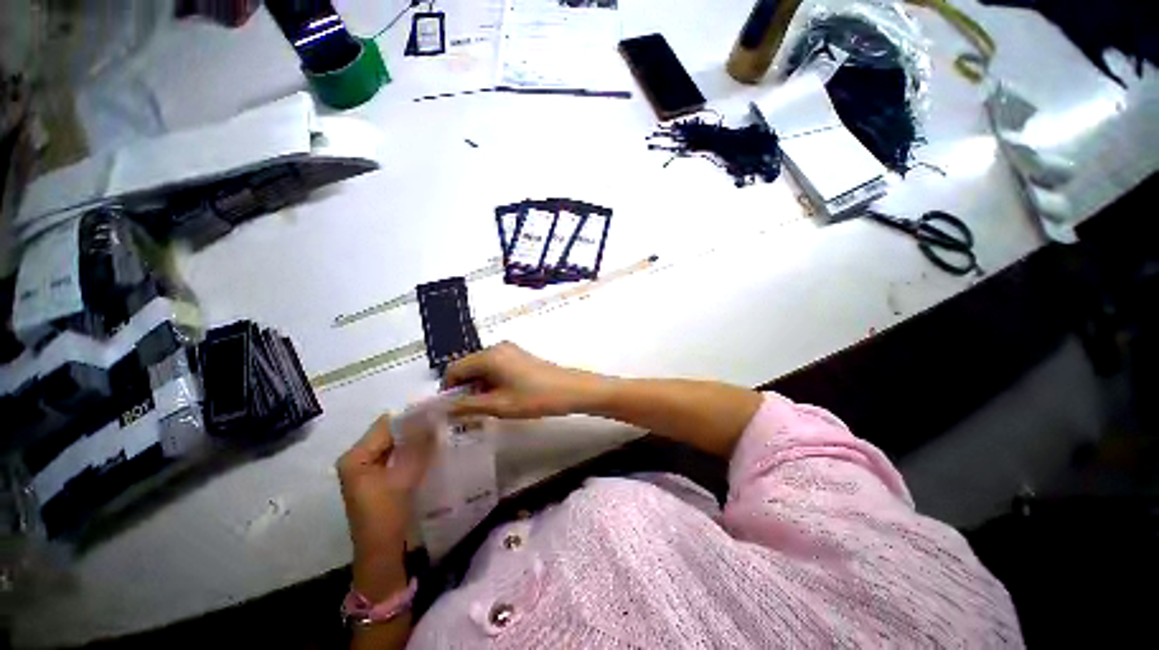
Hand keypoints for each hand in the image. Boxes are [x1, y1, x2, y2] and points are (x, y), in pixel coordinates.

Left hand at [337, 415, 434, 596]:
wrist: (382, 554)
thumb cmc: (387, 516)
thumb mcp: (404, 478)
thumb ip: (418, 446)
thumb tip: (433, 415)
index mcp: (356, 456)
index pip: (387, 424)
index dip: (413, 416)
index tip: (440, 412)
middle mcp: (359, 458)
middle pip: (391, 433)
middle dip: (417, 428)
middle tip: (444, 422)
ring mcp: (368, 469)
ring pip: (397, 444)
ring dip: (418, 439)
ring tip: (442, 433)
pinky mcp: (379, 478)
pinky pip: (399, 456)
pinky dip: (415, 451)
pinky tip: (433, 450)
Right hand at [444, 342, 607, 418]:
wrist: (570, 390)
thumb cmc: (534, 398)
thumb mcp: (499, 405)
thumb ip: (468, 405)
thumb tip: (445, 408)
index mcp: (489, 356)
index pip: (454, 368)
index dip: (449, 389)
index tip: (452, 410)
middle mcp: (497, 348)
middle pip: (468, 366)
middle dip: (465, 388)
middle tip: (470, 412)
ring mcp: (510, 350)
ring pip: (482, 368)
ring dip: (479, 386)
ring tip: (487, 407)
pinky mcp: (519, 356)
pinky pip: (496, 366)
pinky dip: (491, 381)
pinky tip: (501, 397)